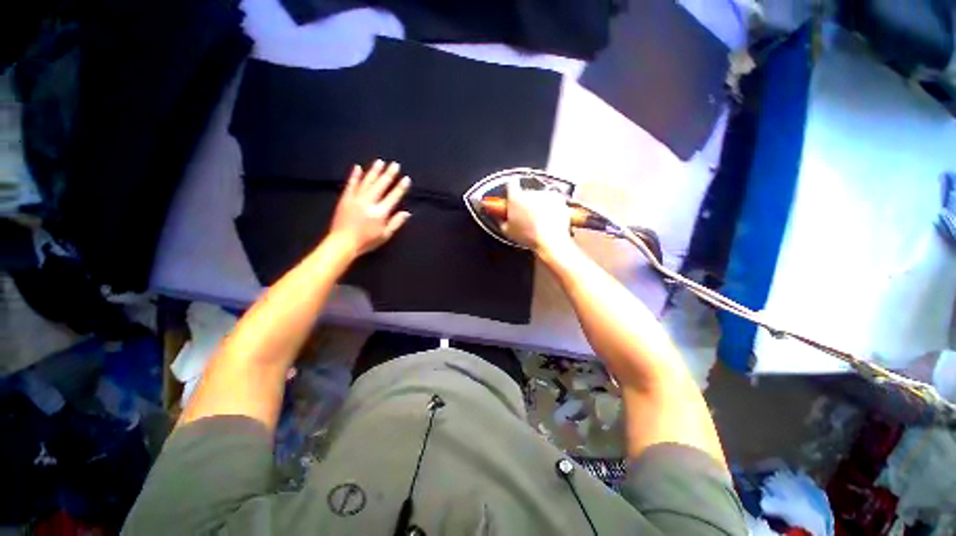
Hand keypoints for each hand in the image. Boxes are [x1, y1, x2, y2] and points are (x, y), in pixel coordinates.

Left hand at [329, 160, 410, 255]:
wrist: (342, 243)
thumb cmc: (367, 241)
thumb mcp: (385, 235)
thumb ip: (396, 222)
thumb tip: (406, 213)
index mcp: (380, 212)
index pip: (393, 196)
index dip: (400, 187)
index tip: (406, 178)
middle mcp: (369, 202)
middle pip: (381, 185)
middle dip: (389, 174)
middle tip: (395, 164)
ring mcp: (356, 198)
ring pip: (367, 182)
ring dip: (374, 171)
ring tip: (380, 162)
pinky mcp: (345, 198)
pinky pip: (351, 184)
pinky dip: (355, 176)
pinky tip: (358, 168)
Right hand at [501, 181, 575, 257]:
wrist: (549, 240)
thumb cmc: (529, 237)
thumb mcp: (507, 231)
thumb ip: (501, 221)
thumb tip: (499, 218)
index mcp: (515, 198)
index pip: (511, 184)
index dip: (512, 189)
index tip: (513, 194)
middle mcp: (530, 192)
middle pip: (526, 192)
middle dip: (526, 201)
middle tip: (526, 215)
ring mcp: (545, 194)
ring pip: (539, 196)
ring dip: (538, 204)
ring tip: (538, 220)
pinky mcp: (557, 198)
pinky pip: (552, 200)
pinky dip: (551, 206)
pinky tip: (548, 219)